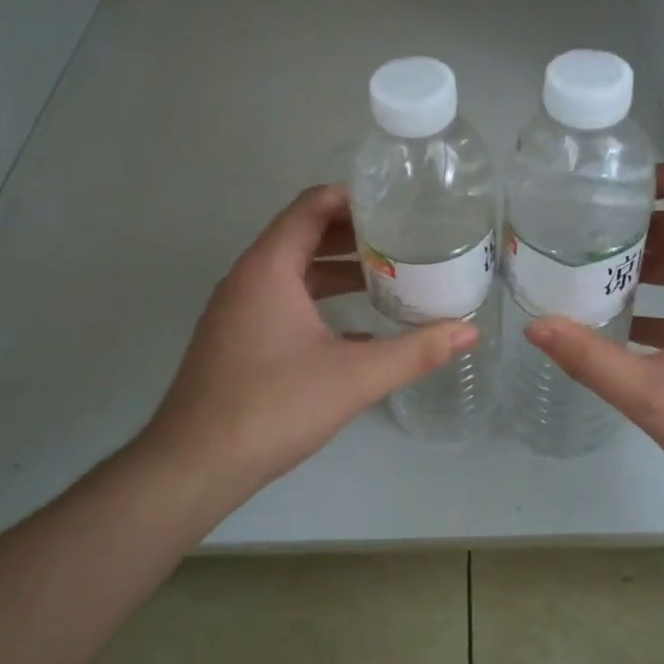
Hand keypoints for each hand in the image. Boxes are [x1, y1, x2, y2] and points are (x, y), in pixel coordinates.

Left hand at [146, 184, 479, 498]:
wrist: (193, 466)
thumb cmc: (272, 407)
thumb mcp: (354, 377)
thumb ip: (415, 351)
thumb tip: (469, 330)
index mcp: (269, 268)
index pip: (311, 206)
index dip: (353, 197)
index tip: (397, 203)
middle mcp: (248, 277)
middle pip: (303, 233)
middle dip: (353, 233)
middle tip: (403, 237)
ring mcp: (238, 309)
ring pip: (293, 270)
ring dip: (337, 267)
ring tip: (388, 274)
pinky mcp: (237, 337)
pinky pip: (283, 299)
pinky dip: (319, 299)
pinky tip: (358, 327)